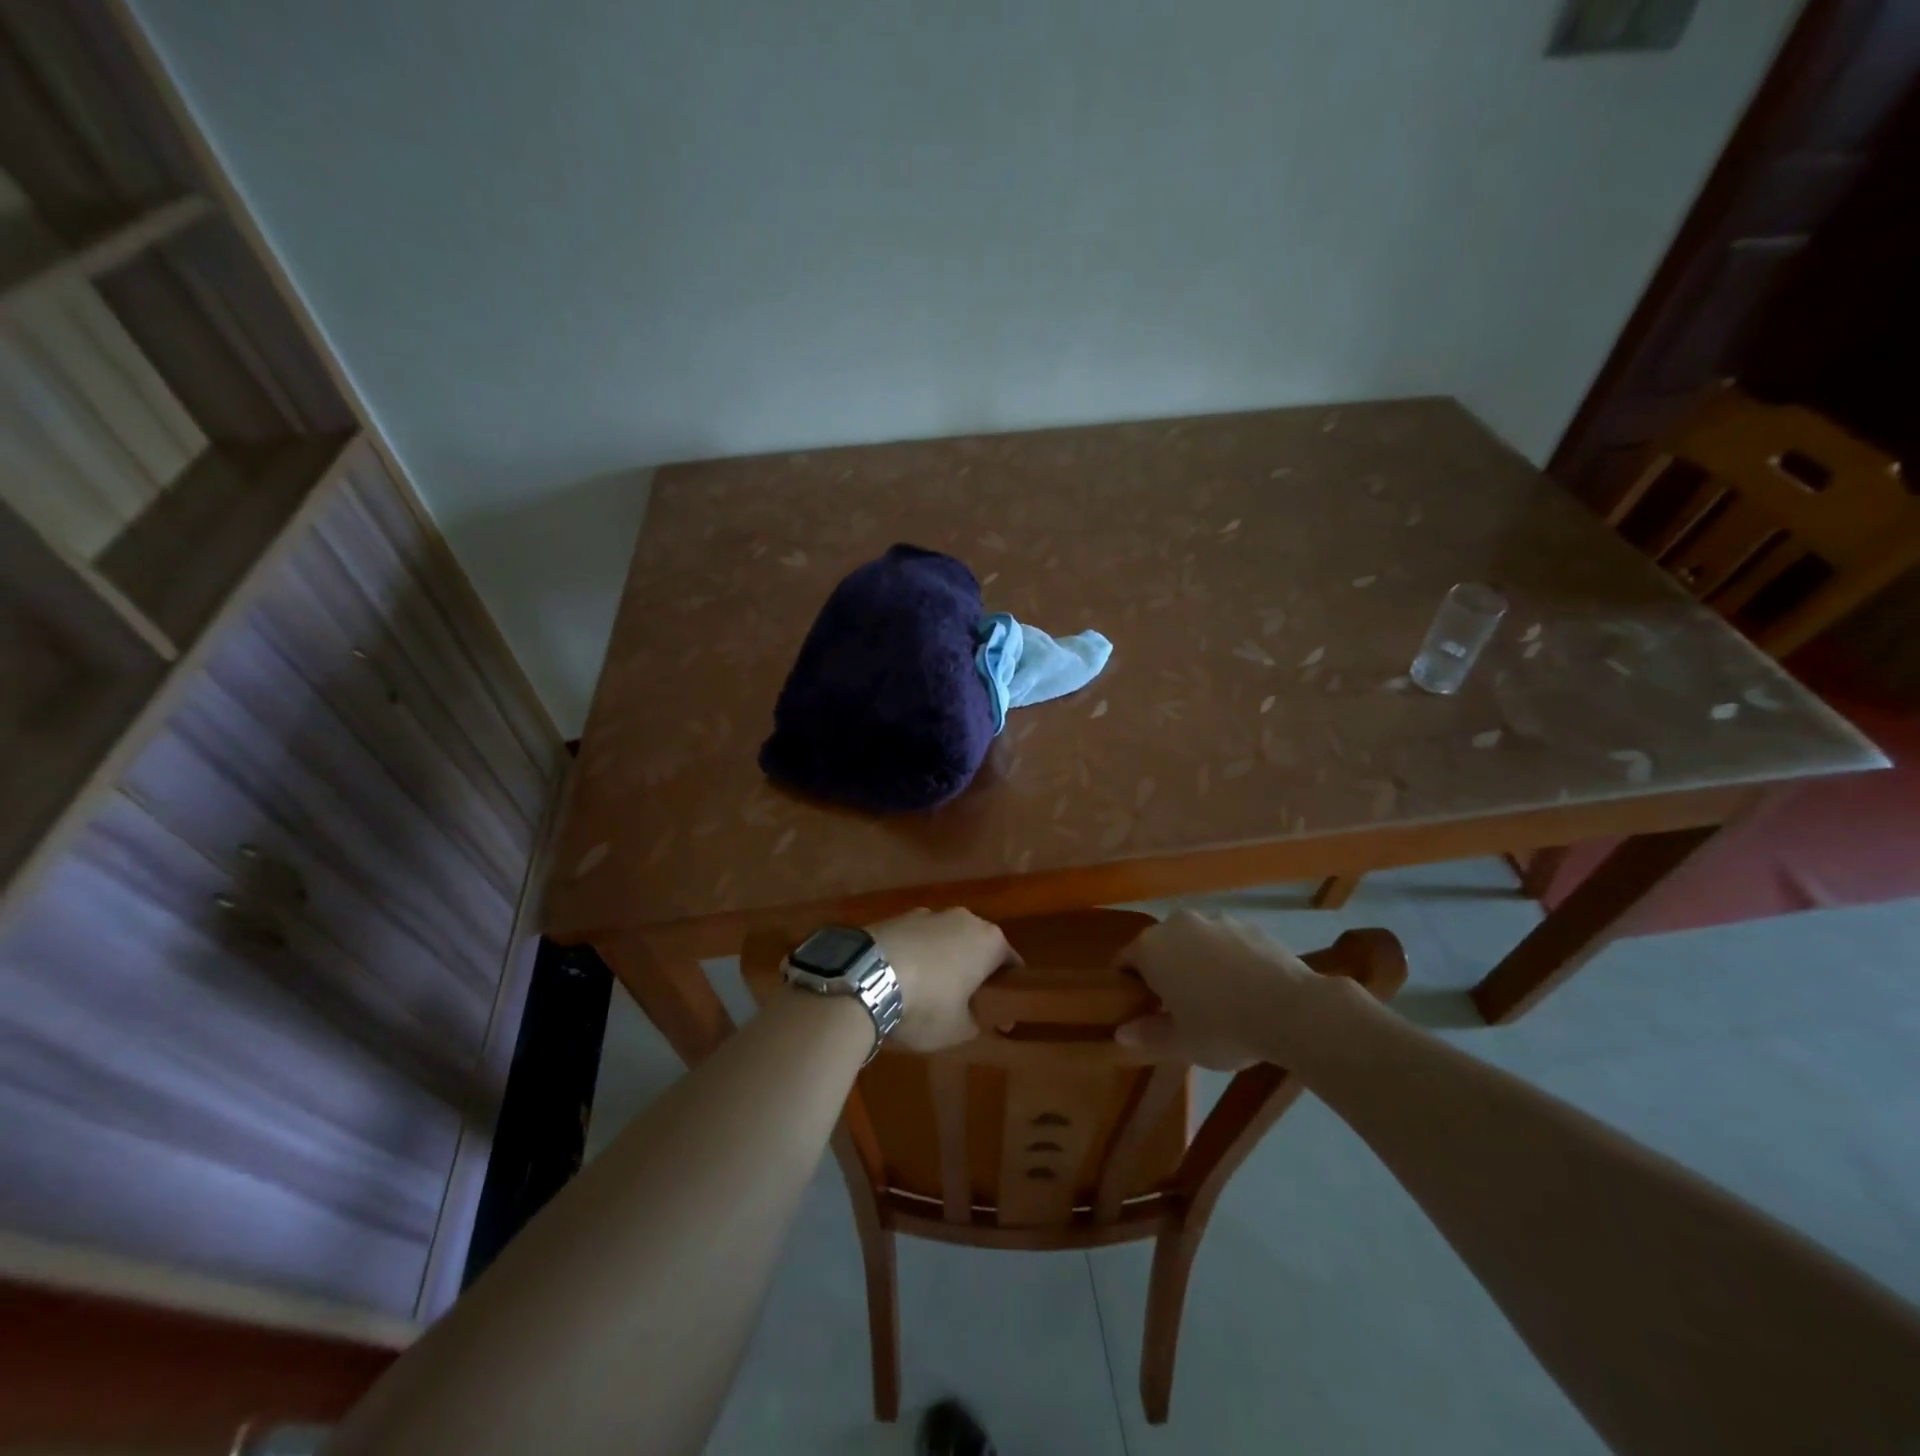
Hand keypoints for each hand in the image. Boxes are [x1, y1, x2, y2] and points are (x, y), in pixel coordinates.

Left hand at [869, 908, 1018, 1051]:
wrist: (865, 976)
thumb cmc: (927, 1004)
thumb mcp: (960, 1029)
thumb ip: (979, 1021)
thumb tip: (983, 1016)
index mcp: (989, 941)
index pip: (1011, 963)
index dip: (1008, 990)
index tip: (1000, 1014)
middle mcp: (964, 918)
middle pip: (978, 945)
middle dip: (975, 970)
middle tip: (965, 1002)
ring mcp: (928, 913)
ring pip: (945, 939)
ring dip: (943, 960)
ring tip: (928, 991)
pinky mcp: (896, 917)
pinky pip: (916, 939)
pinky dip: (916, 955)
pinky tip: (901, 979)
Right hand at [1111, 909, 1336, 1069]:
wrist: (1291, 1010)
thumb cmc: (1222, 1028)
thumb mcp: (1180, 1043)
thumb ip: (1148, 1034)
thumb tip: (1121, 1033)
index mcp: (1151, 948)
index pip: (1124, 961)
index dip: (1127, 985)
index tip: (1138, 1007)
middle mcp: (1177, 924)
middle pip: (1160, 946)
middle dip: (1164, 970)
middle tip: (1177, 1006)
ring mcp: (1216, 920)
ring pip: (1195, 941)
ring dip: (1197, 962)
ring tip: (1217, 998)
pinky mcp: (1250, 926)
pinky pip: (1228, 943)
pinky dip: (1229, 959)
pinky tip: (1246, 989)